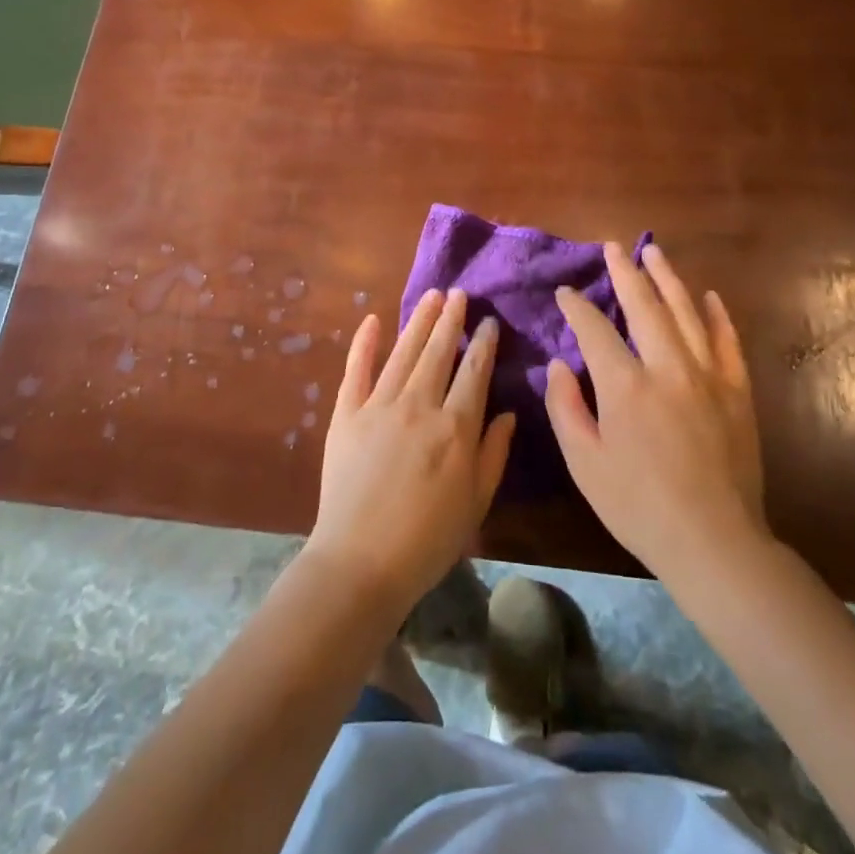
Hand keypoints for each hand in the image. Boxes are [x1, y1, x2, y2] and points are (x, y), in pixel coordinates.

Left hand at [306, 289, 514, 618]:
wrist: (361, 561)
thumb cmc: (428, 539)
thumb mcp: (477, 501)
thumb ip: (494, 453)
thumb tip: (508, 413)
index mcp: (455, 427)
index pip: (474, 372)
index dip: (482, 344)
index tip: (488, 322)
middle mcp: (419, 405)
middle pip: (438, 352)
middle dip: (451, 320)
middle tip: (458, 293)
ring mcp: (378, 406)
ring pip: (403, 352)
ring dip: (418, 321)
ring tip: (431, 296)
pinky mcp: (346, 414)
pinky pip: (356, 370)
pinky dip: (364, 343)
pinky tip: (373, 320)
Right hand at [546, 243, 767, 583]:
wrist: (714, 540)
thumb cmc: (638, 506)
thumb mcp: (584, 462)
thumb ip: (566, 407)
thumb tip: (558, 365)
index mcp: (625, 385)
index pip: (595, 329)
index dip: (577, 306)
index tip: (566, 292)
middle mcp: (667, 367)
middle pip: (644, 306)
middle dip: (625, 273)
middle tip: (613, 247)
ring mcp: (708, 376)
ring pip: (686, 312)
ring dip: (668, 279)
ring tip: (654, 252)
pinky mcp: (736, 391)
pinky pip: (727, 341)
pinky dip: (718, 315)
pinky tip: (709, 296)